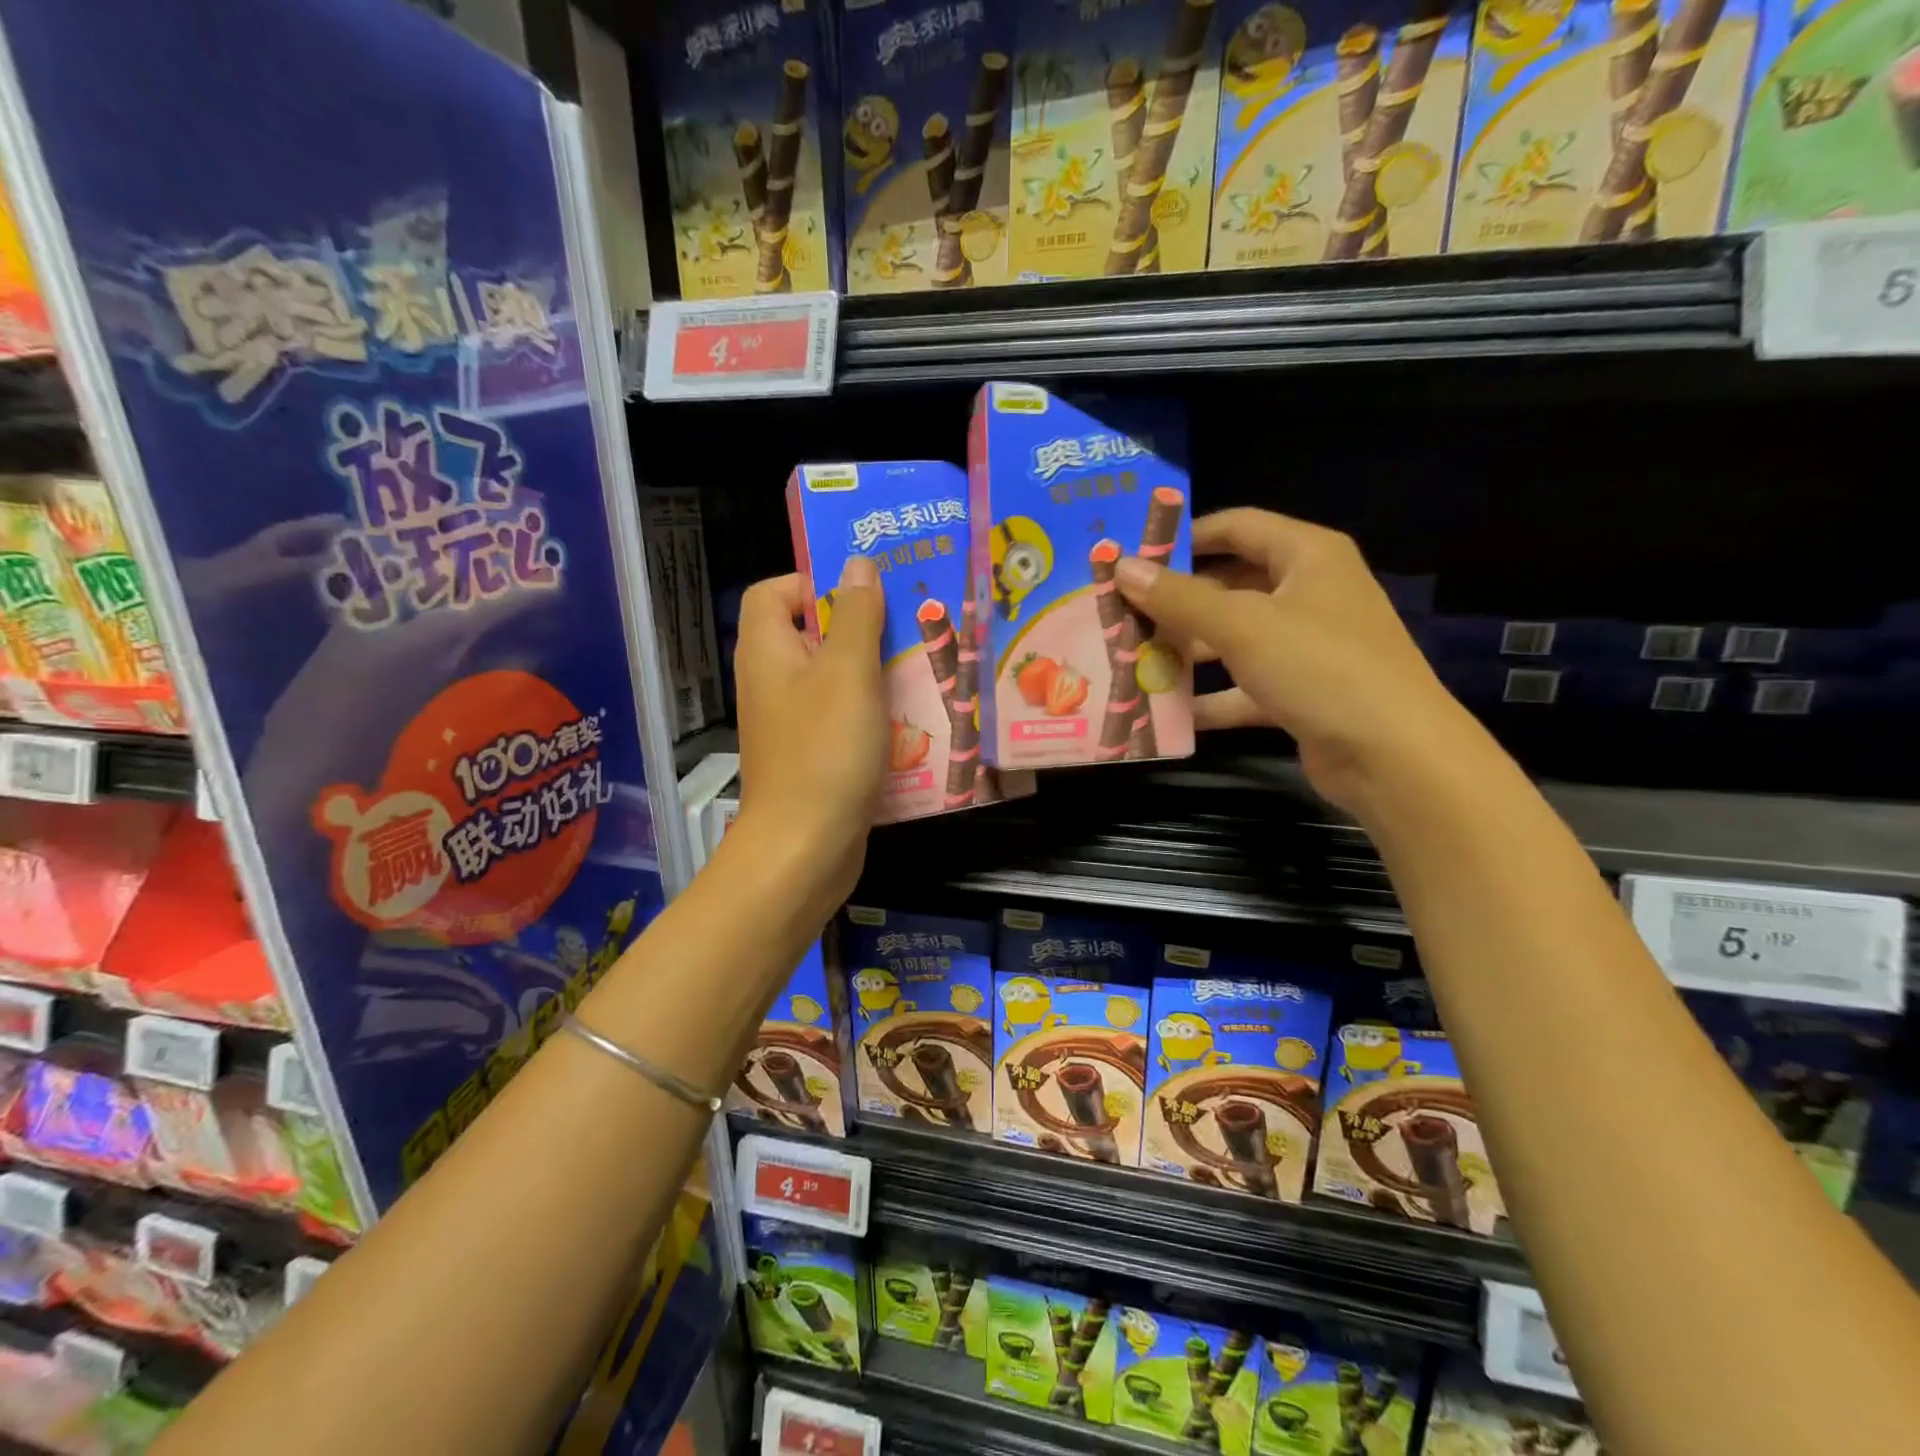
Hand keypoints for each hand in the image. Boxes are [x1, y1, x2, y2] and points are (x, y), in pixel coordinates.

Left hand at [732, 558, 886, 909]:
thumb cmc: (824, 749)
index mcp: (767, 650)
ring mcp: (793, 723)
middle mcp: (773, 682)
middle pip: (812, 635)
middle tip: (912, 627)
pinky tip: (914, 720)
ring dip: (877, 672)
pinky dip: (874, 714)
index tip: (864, 594)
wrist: (805, 848)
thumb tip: (857, 564)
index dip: (812, 582)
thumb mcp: (847, 672)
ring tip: (924, 669)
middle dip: (862, 627)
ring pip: (835, 679)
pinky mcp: (814, 756)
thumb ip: (855, 615)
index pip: (773, 592)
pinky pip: (845, 718)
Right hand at [1115, 508, 1477, 816]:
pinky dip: (1210, 698)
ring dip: (1187, 651)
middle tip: (1121, 613)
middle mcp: (1309, 592)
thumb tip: (1121, 566)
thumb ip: (1178, 597)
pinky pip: (1244, 686)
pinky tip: (1166, 712)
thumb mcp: (1241, 626)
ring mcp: (1307, 645)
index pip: (1237, 526)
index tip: (1134, 555)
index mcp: (1307, 556)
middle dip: (1177, 601)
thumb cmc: (1319, 667)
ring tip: (1132, 660)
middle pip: (1231, 584)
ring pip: (1234, 637)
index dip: (1184, 536)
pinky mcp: (1301, 692)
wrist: (1393, 756)